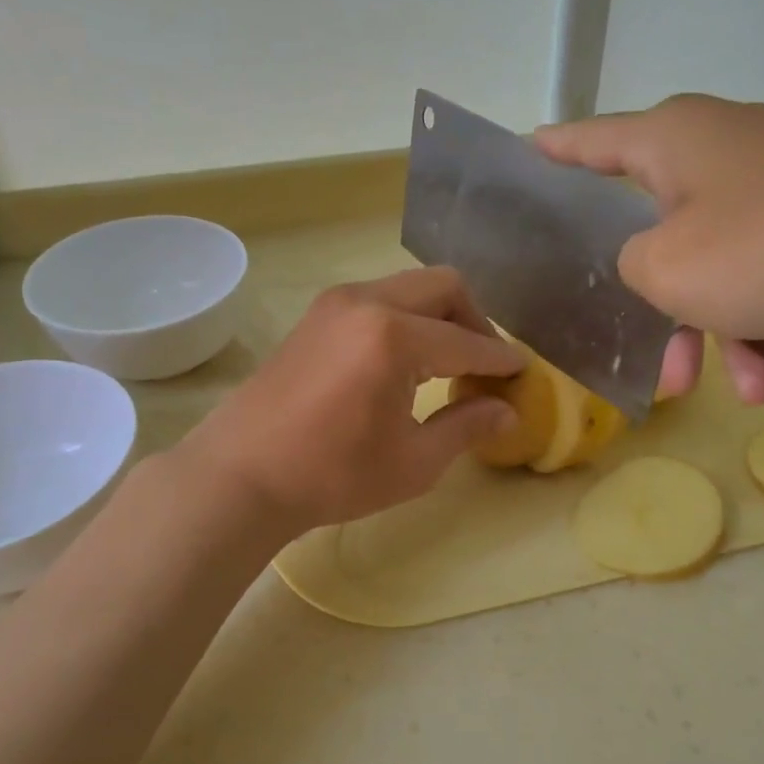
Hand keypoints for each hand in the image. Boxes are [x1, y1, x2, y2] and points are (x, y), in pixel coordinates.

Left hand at [176, 267, 524, 530]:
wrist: (240, 476)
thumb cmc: (332, 476)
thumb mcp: (413, 462)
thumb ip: (466, 427)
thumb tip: (508, 411)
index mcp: (394, 337)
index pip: (467, 342)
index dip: (501, 359)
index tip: (522, 373)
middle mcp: (366, 302)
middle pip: (443, 287)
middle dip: (474, 320)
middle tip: (483, 365)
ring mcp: (334, 304)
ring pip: (408, 287)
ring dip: (438, 316)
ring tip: (446, 364)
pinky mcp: (315, 316)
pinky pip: (378, 299)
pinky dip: (405, 319)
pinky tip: (404, 362)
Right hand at [534, 94, 763, 409]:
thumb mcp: (672, 270)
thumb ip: (631, 268)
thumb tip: (652, 265)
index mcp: (672, 144)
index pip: (585, 143)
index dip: (549, 154)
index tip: (521, 157)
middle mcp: (724, 153)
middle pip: (664, 240)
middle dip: (671, 322)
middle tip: (672, 381)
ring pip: (730, 276)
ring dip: (740, 344)